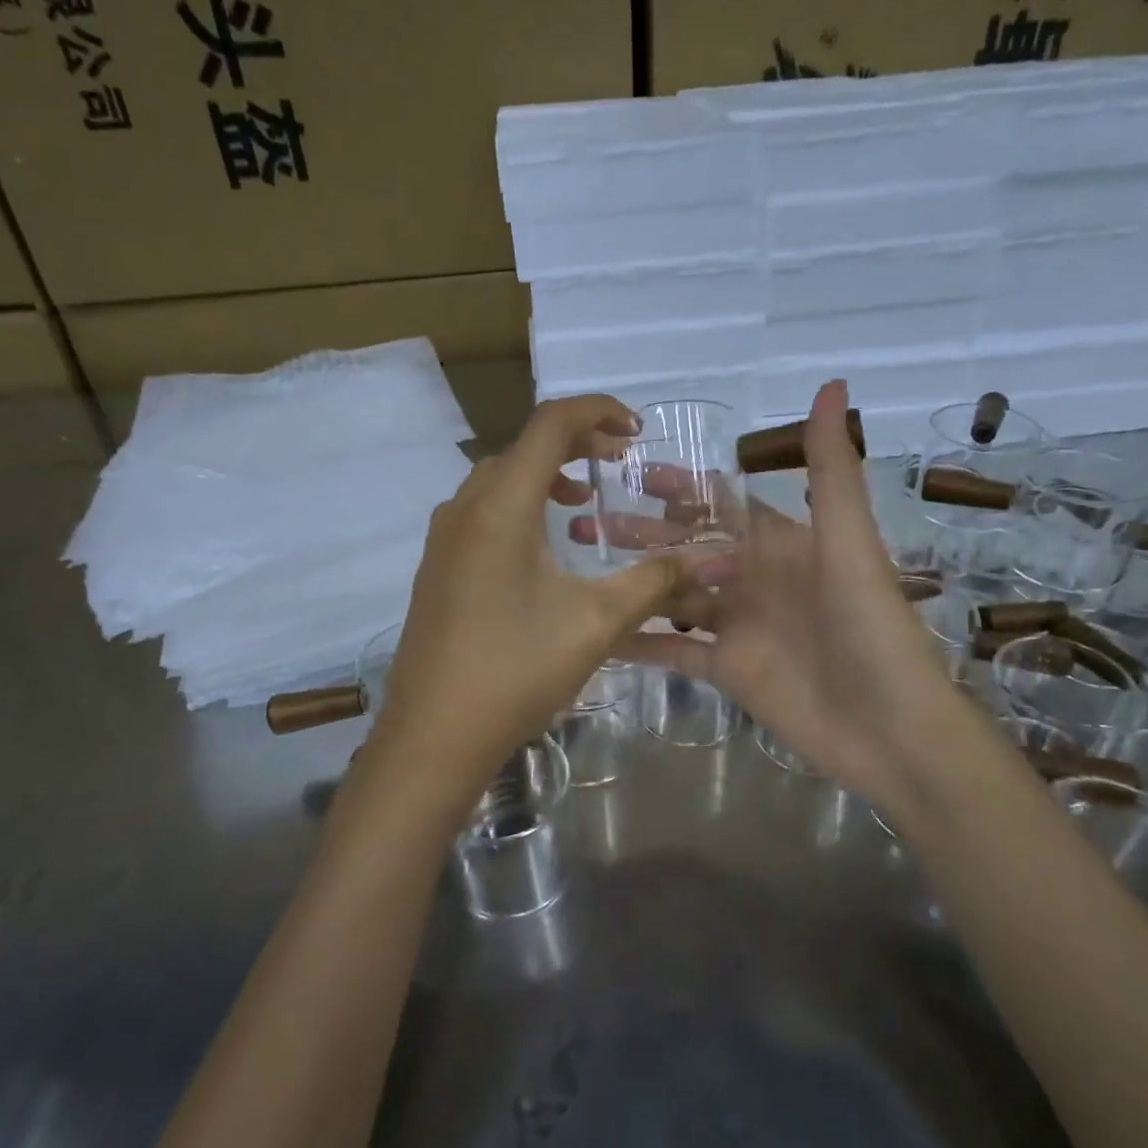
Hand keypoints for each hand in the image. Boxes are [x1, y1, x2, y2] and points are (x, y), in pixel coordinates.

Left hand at [365, 395, 688, 808]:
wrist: (433, 735)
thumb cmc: (516, 669)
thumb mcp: (596, 622)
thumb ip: (655, 581)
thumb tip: (714, 557)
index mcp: (500, 505)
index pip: (550, 424)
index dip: (598, 412)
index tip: (636, 431)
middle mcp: (464, 507)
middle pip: (522, 446)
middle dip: (575, 443)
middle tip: (617, 462)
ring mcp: (443, 538)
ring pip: (498, 479)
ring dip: (544, 476)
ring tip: (584, 502)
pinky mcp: (437, 566)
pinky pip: (481, 511)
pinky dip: (518, 505)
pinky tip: (542, 550)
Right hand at [619, 381, 957, 801]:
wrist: (890, 728)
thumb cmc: (870, 626)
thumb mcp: (848, 541)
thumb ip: (829, 469)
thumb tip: (832, 384)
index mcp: (781, 543)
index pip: (720, 504)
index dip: (679, 487)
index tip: (630, 471)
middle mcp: (754, 578)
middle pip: (686, 548)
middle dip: (640, 534)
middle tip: (582, 522)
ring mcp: (738, 625)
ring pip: (674, 594)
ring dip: (633, 580)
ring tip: (580, 567)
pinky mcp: (727, 670)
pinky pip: (674, 651)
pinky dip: (640, 643)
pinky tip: (599, 633)